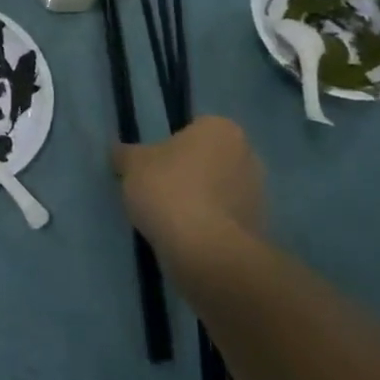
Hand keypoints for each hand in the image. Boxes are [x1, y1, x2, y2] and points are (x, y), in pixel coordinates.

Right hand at [113, 116, 265, 254]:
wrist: (205, 250)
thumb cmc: (169, 190)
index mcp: (221, 129)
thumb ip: (125, 154)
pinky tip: (187, 237)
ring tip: (170, 219)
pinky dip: (209, 225)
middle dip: (189, 172)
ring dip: (200, 200)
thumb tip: (120, 153)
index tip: (153, 167)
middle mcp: (248, 154)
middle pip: (209, 159)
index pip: (193, 129)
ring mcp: (258, 193)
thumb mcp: (132, 165)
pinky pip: (225, 218)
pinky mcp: (259, 228)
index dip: (169, 147)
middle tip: (159, 190)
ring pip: (219, 189)